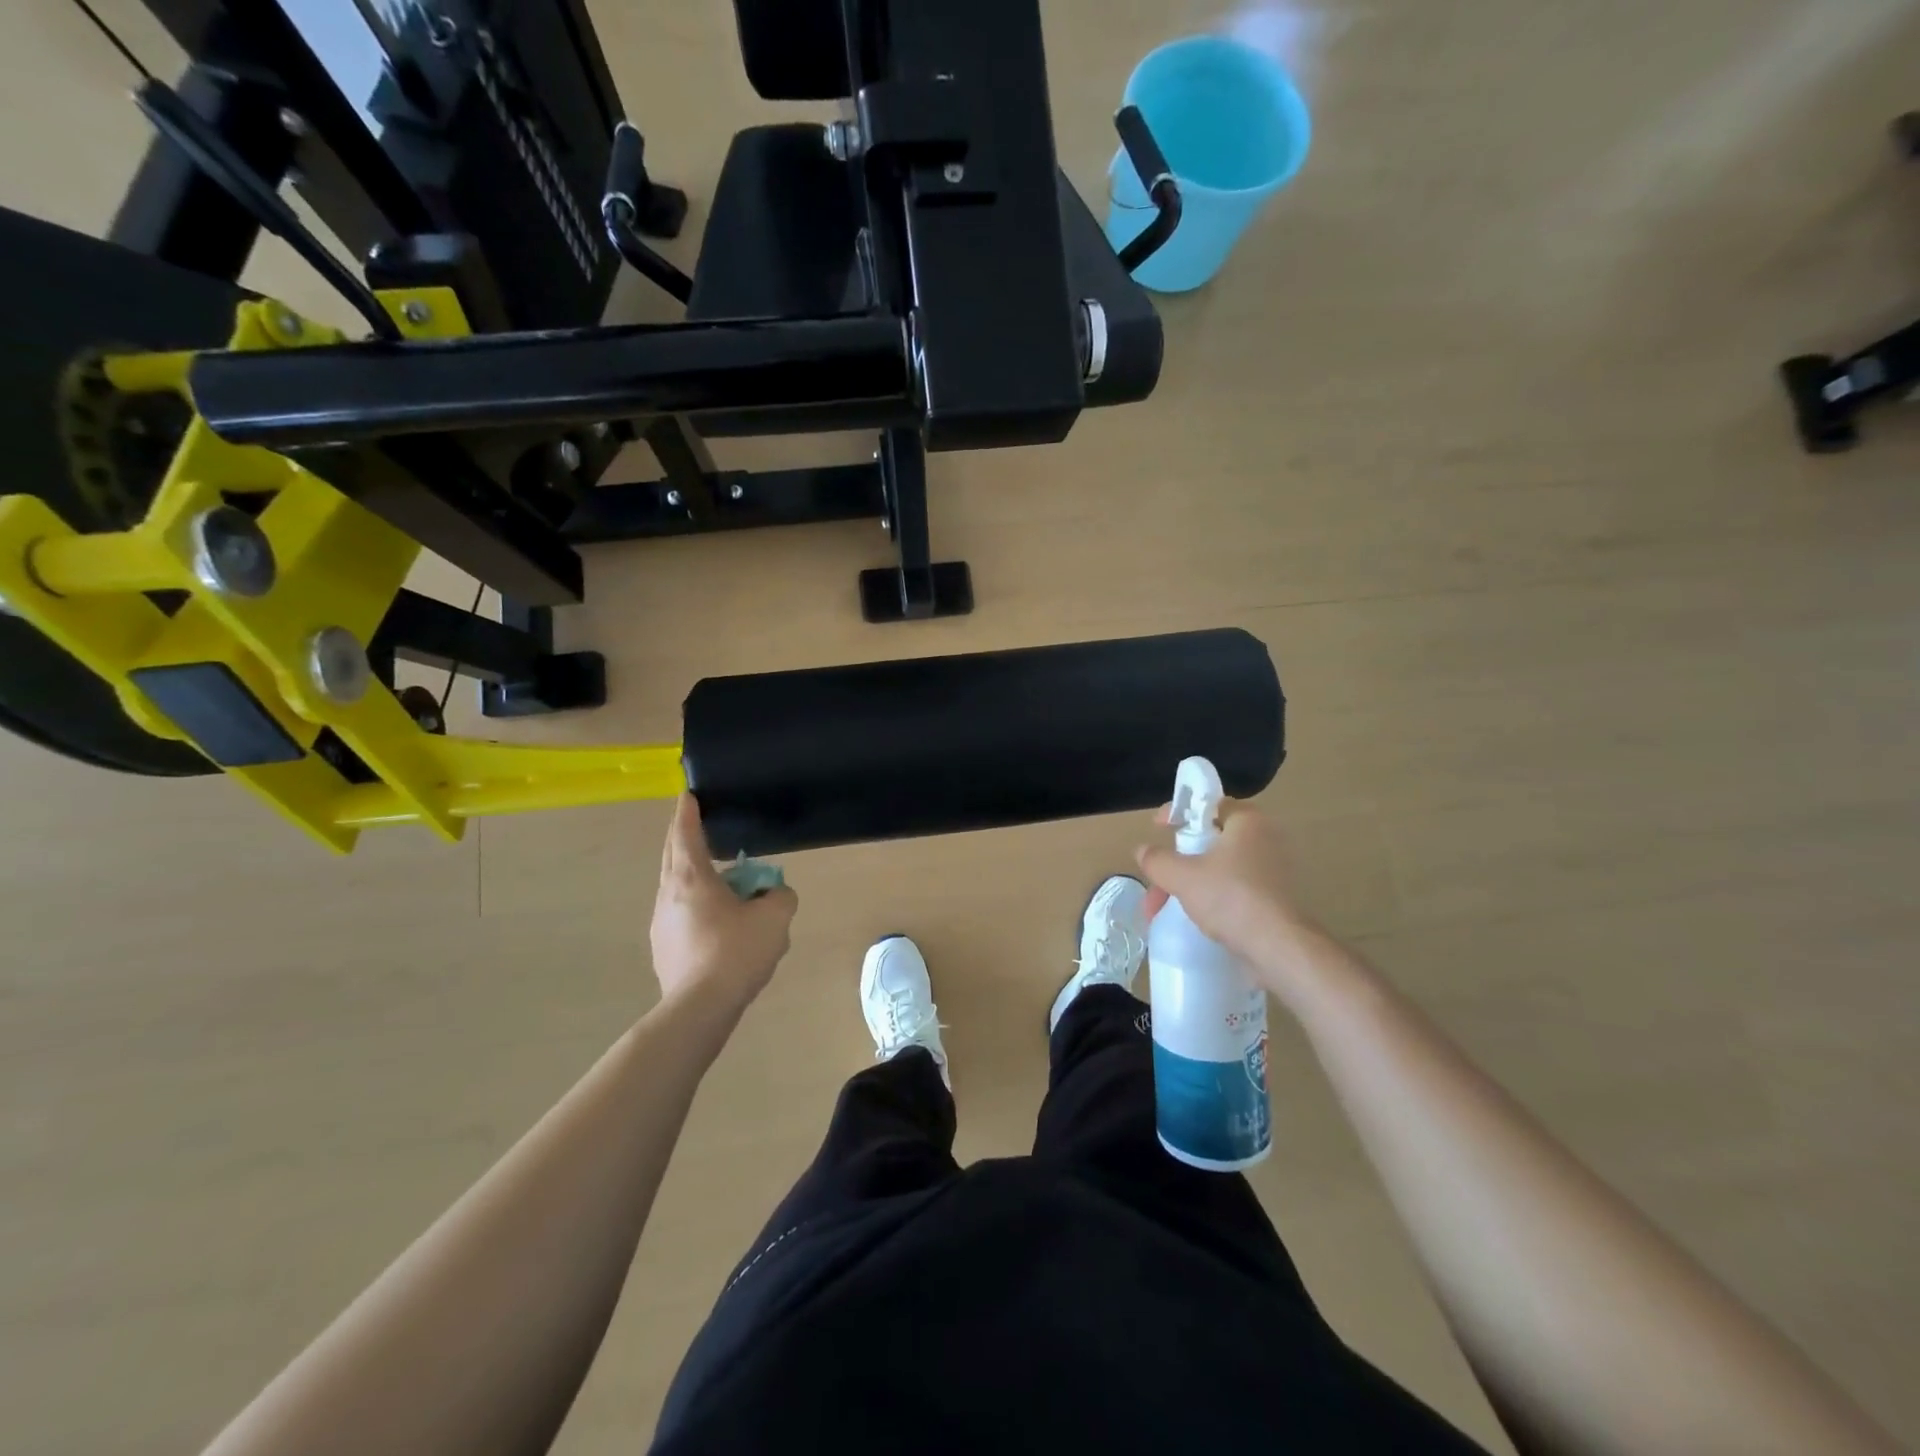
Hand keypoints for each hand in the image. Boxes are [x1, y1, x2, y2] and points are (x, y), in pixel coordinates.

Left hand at [650, 794, 797, 1010]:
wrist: (700, 1008)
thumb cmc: (736, 952)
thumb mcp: (775, 917)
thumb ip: (780, 895)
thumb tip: (773, 894)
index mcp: (691, 878)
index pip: (685, 834)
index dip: (688, 812)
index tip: (687, 794)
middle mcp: (668, 895)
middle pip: (673, 857)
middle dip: (684, 839)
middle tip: (698, 828)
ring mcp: (661, 925)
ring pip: (677, 889)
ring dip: (695, 878)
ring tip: (721, 883)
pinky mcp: (664, 950)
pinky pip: (681, 916)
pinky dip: (697, 907)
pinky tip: (717, 924)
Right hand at [1135, 799, 1312, 981]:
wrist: (1278, 947)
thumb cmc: (1230, 898)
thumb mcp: (1182, 876)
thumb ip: (1157, 860)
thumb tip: (1142, 851)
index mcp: (1248, 822)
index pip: (1209, 804)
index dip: (1179, 812)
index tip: (1158, 827)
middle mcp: (1265, 839)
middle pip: (1209, 841)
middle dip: (1176, 863)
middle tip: (1156, 882)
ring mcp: (1273, 870)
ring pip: (1218, 869)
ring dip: (1188, 884)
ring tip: (1162, 910)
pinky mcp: (1276, 898)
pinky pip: (1234, 888)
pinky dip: (1210, 898)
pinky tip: (1191, 918)